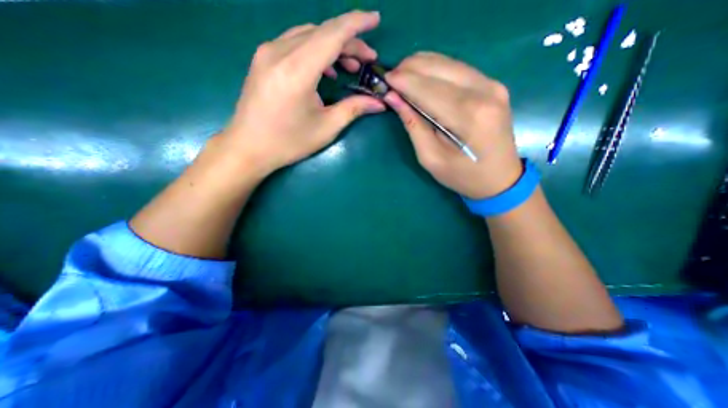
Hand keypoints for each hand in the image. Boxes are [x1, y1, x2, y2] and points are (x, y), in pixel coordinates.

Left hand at [219, 9, 385, 177]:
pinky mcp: (263, 59)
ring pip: (308, 35)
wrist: (249, 147)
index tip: (376, 19)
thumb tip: (379, 103)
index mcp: (297, 71)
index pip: (332, 34)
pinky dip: (315, 50)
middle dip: (349, 41)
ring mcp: (267, 52)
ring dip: (332, 45)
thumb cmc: (289, 142)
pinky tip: (325, 69)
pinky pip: (294, 43)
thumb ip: (354, 109)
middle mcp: (279, 52)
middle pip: (321, 32)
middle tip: (367, 59)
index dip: (356, 24)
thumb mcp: (326, 128)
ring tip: (350, 66)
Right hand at [383, 52, 519, 199]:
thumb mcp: (431, 158)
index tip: (385, 79)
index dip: (404, 81)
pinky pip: (459, 69)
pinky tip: (423, 76)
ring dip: (423, 65)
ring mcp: (493, 85)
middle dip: (411, 68)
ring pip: (449, 63)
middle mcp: (484, 92)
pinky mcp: (494, 86)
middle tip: (391, 77)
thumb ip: (413, 126)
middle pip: (439, 68)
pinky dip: (437, 69)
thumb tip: (394, 98)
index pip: (428, 89)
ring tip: (403, 75)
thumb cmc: (462, 176)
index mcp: (468, 117)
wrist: (500, 179)